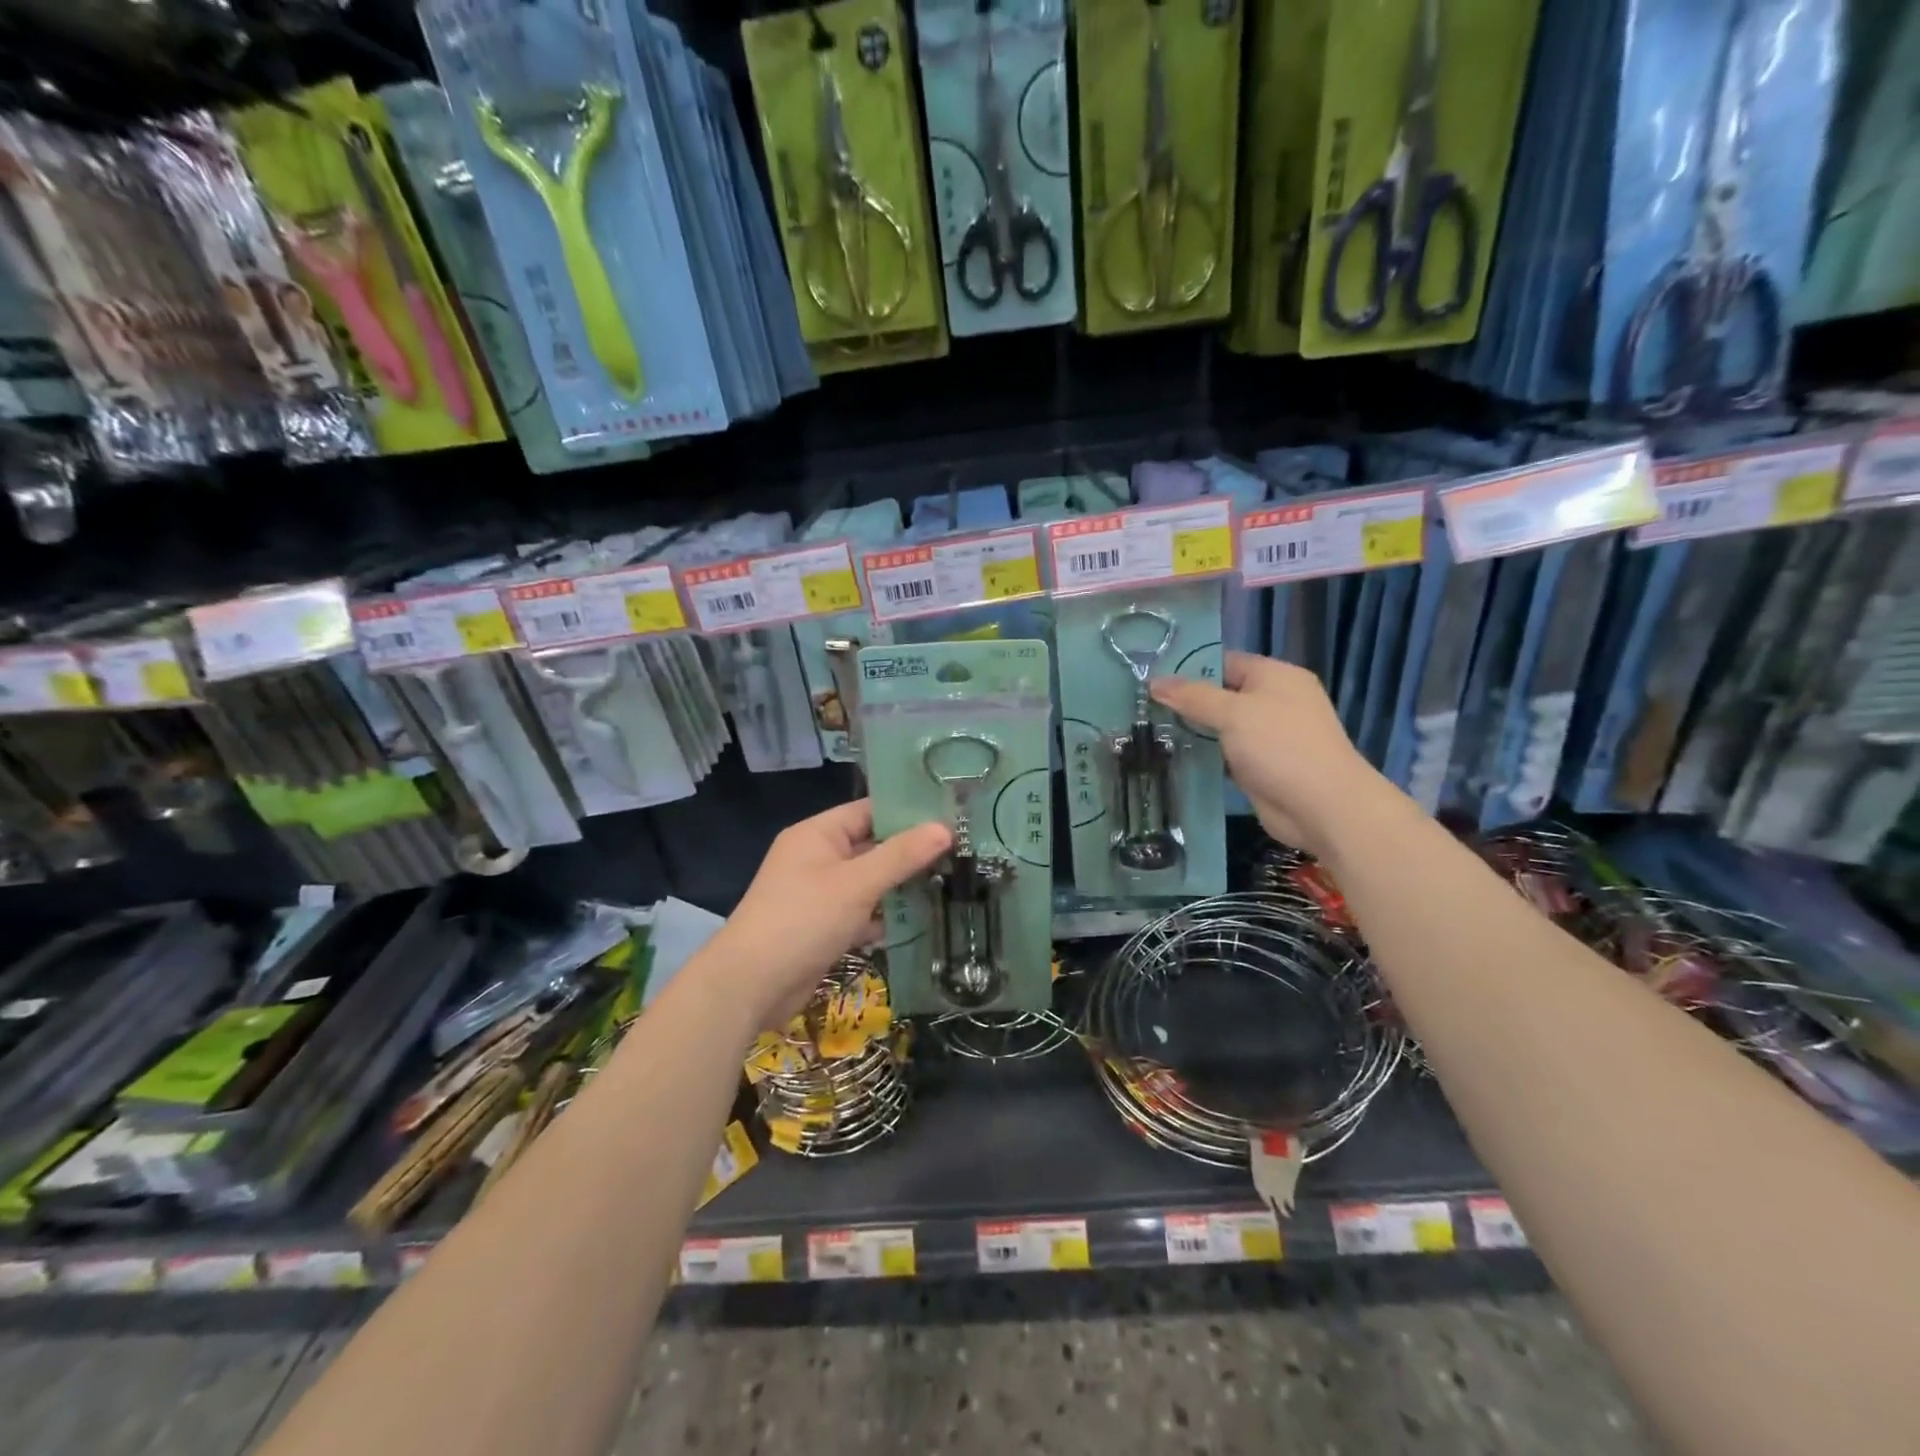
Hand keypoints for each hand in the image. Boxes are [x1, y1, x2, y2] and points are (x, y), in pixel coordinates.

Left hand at [711, 800, 951, 1026]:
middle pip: (871, 846)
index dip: (908, 812)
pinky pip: (860, 912)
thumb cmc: (803, 920)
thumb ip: (902, 855)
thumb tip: (944, 828)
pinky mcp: (822, 926)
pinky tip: (919, 922)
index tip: (950, 816)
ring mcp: (819, 894)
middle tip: (959, 852)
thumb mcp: (857, 884)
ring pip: (869, 882)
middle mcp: (817, 857)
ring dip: (900, 887)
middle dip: (910, 853)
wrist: (751, 985)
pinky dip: (884, 917)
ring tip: (950, 884)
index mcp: (818, 834)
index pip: (869, 810)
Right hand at [1150, 651, 1392, 857]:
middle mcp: (1273, 701)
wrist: (1322, 807)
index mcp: (1275, 677)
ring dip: (1191, 730)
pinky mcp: (1259, 766)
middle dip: (1185, 701)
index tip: (1150, 677)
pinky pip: (1224, 754)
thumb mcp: (1233, 714)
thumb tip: (1154, 682)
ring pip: (1219, 727)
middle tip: (1142, 706)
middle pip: (1220, 694)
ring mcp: (1267, 736)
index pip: (1225, 661)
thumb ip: (1193, 697)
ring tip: (1146, 730)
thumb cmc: (1281, 747)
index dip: (1189, 668)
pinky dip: (1202, 756)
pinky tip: (1170, 756)